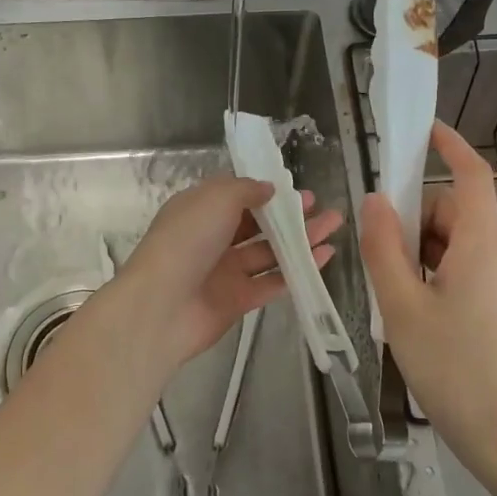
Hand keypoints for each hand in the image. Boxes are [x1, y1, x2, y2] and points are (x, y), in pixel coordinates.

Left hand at [114, 176, 342, 371]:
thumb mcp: (216, 199)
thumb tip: (268, 189)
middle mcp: (212, 238)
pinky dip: (297, 270)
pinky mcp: (238, 300)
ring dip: (301, 240)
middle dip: (290, 216)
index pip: (237, 196)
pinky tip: (324, 258)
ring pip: (269, 252)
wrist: (162, 307)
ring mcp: (225, 271)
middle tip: (323, 208)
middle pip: (258, 224)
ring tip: (334, 227)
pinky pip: (272, 282)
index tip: (297, 190)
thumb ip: (245, 190)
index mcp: (200, 210)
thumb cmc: (187, 241)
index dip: (267, 192)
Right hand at [360, 121, 496, 481]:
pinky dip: (437, 275)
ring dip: (422, 253)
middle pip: (455, 213)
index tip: (425, 132)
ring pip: (458, 244)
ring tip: (397, 299)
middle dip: (415, 222)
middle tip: (383, 262)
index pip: (472, 177)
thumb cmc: (449, 367)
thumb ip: (383, 248)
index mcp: (482, 246)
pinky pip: (467, 270)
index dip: (451, 147)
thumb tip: (375, 201)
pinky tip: (418, 315)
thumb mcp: (401, 306)